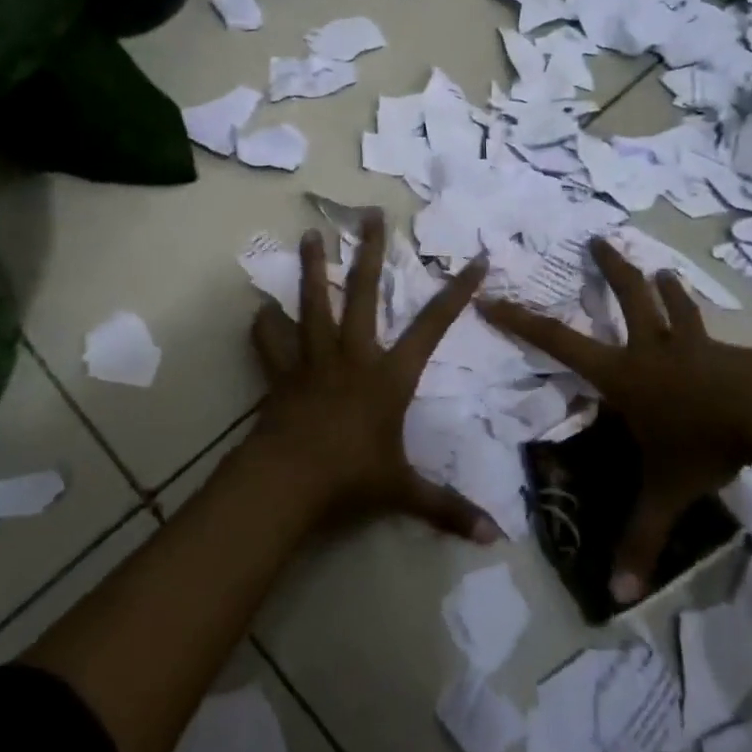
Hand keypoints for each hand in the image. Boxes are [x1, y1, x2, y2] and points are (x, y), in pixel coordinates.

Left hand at [247, 212, 498, 543]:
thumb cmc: (352, 478)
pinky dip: (264, 328)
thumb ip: (447, 508)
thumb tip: (493, 537)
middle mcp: (353, 355)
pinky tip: (258, 311)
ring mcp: (313, 360)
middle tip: (370, 214)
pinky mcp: (282, 374)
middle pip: (362, 293)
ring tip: (308, 235)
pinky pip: (270, 344)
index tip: (475, 261)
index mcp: (389, 375)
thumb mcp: (404, 492)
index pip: (432, 327)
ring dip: (310, 269)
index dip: (456, 294)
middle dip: (369, 252)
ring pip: (311, 304)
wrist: (289, 481)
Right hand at [480, 238, 751, 604]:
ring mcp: (693, 346)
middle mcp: (652, 349)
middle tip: (597, 240)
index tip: (491, 296)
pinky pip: (709, 334)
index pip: (557, 342)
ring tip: (661, 269)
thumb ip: (641, 538)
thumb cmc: (703, 443)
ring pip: (673, 307)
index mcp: (623, 374)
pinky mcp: (728, 353)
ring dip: (663, 288)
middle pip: (627, 298)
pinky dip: (704, 328)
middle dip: (609, 269)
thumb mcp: (666, 492)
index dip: (520, 320)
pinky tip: (721, 336)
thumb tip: (619, 596)